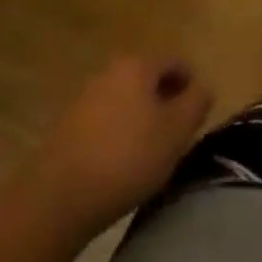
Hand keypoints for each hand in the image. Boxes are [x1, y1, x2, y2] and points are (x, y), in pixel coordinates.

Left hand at [38, 55, 212, 242]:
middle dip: (167, 102)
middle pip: (149, 79)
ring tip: (151, 152)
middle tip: (178, 135)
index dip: (192, 86)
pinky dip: (121, 133)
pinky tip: (122, 163)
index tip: (198, 117)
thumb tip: (202, 87)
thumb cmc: (128, 157)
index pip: (176, 62)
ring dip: (144, 118)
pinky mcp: (68, 125)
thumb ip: (197, 102)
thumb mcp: (177, 131)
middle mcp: (110, 72)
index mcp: (138, 65)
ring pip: (128, 100)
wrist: (59, 198)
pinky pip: (107, 119)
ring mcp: (85, 98)